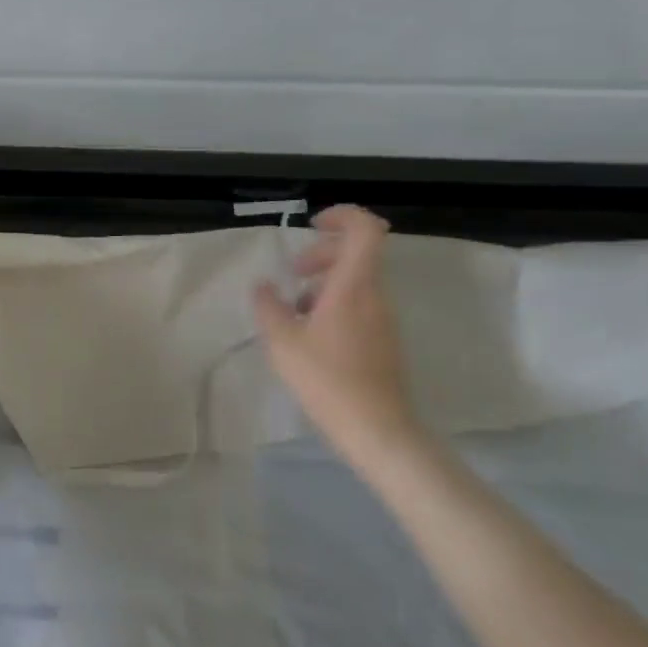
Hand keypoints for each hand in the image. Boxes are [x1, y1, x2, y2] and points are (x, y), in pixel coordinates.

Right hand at [253, 205, 424, 465]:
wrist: (377, 430)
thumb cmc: (327, 380)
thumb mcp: (282, 341)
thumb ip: (268, 306)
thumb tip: (263, 285)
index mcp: (353, 286)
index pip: (365, 229)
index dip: (342, 216)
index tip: (312, 226)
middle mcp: (375, 295)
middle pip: (357, 253)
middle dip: (322, 252)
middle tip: (293, 273)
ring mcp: (383, 319)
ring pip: (357, 281)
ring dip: (324, 282)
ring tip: (294, 309)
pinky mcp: (384, 340)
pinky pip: (360, 304)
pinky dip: (334, 304)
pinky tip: (310, 334)